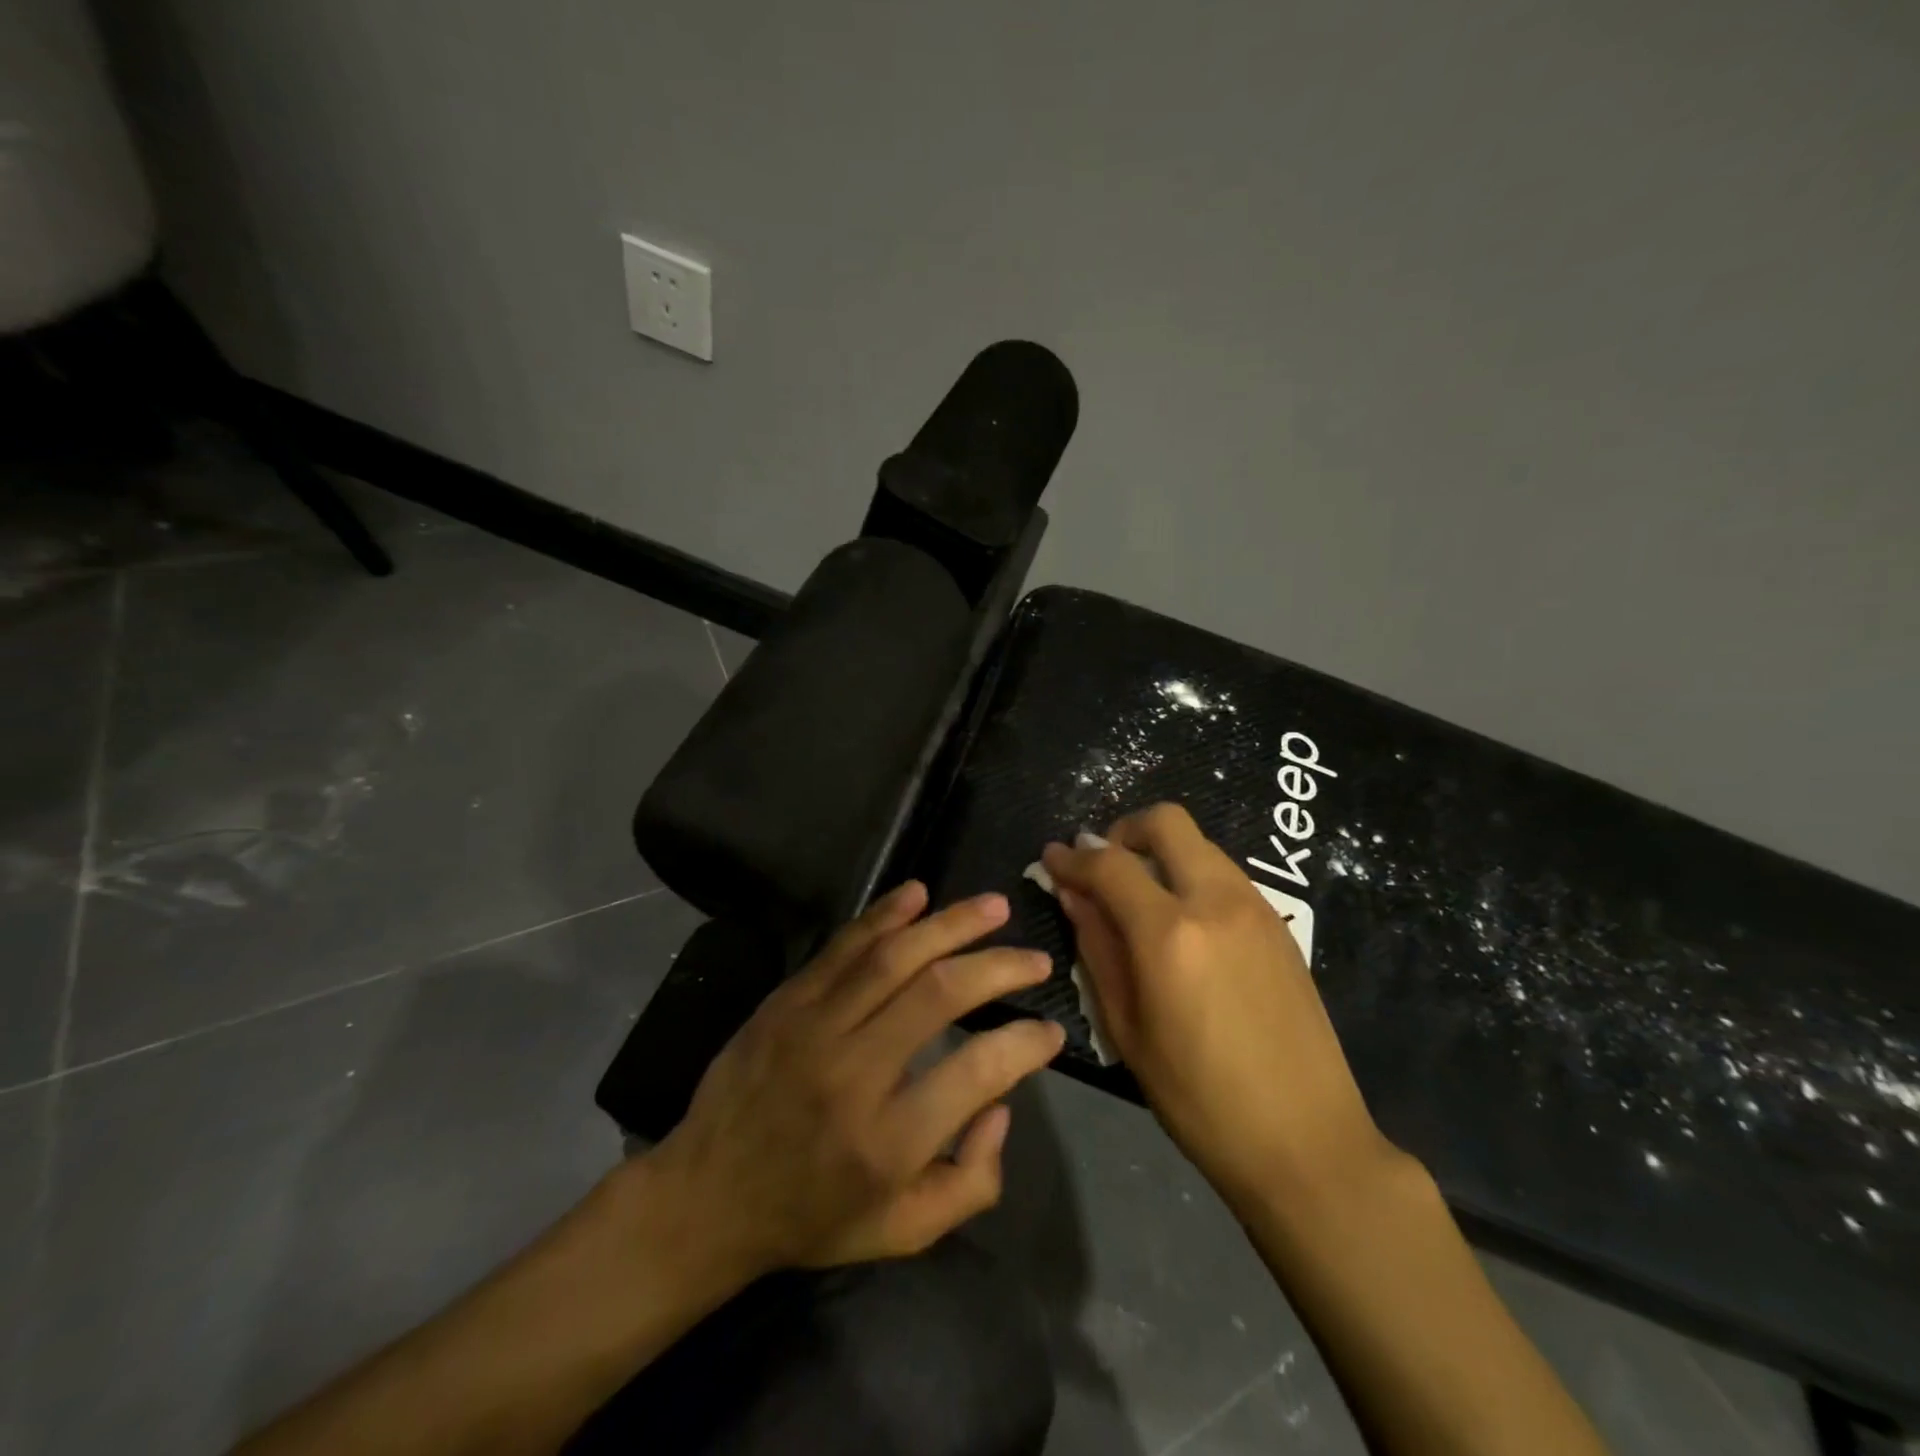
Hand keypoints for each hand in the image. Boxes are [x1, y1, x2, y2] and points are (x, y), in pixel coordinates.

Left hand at [650, 882, 1064, 1274]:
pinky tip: (918, 893)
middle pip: (939, 994)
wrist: (706, 1196)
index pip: (977, 1071)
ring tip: (995, 907)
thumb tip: (1002, 1104)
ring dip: (951, 925)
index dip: (1025, 1043)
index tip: (1051, 1030)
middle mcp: (854, 1073)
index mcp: (888, 1141)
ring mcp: (814, 1027)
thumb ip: (970, 1182)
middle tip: (1036, 959)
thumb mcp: (902, 1232)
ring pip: (893, 957)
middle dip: (999, 968)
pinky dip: (884, 915)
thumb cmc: (812, 1217)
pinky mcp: (787, 1001)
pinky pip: (843, 947)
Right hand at [1041, 804, 1390, 1207]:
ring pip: (1199, 844)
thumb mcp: (1127, 1029)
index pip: (1109, 864)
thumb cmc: (1198, 1098)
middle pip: (1166, 823)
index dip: (1072, 857)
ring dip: (1161, 854)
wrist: (1306, 1141)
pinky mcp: (1281, 925)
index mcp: (1170, 934)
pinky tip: (1183, 925)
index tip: (1052, 858)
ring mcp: (1256, 908)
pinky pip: (1225, 875)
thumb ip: (1097, 949)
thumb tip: (1073, 895)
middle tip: (1103, 867)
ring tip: (1140, 899)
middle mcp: (1216, 902)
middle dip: (1124, 832)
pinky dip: (1192, 877)